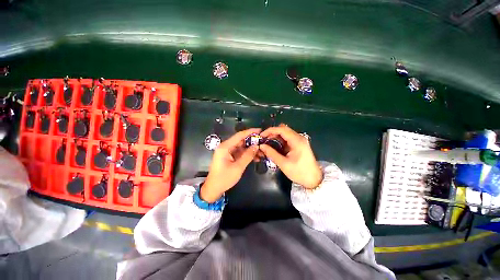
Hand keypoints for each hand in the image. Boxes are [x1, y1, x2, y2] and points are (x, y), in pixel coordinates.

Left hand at [201, 128, 260, 202]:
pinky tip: (256, 157)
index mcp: (225, 147)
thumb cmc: (224, 178)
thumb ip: (248, 155)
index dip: (250, 132)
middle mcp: (226, 146)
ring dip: (251, 148)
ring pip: (242, 146)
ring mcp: (227, 151)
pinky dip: (247, 154)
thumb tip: (257, 146)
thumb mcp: (238, 167)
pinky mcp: (229, 156)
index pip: (239, 135)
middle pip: (241, 140)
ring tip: (262, 151)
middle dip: (252, 141)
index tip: (260, 130)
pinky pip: (240, 152)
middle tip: (263, 142)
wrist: (213, 188)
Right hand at [260, 124, 321, 188]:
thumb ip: (271, 153)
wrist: (314, 179)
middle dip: (272, 133)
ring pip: (285, 133)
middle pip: (283, 129)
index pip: (282, 129)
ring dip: (275, 136)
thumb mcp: (283, 164)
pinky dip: (280, 140)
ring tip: (267, 144)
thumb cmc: (299, 172)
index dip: (270, 130)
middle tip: (263, 140)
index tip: (261, 135)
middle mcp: (299, 137)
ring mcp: (299, 140)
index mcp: (297, 141)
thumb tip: (261, 146)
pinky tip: (274, 146)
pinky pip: (287, 138)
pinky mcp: (299, 144)